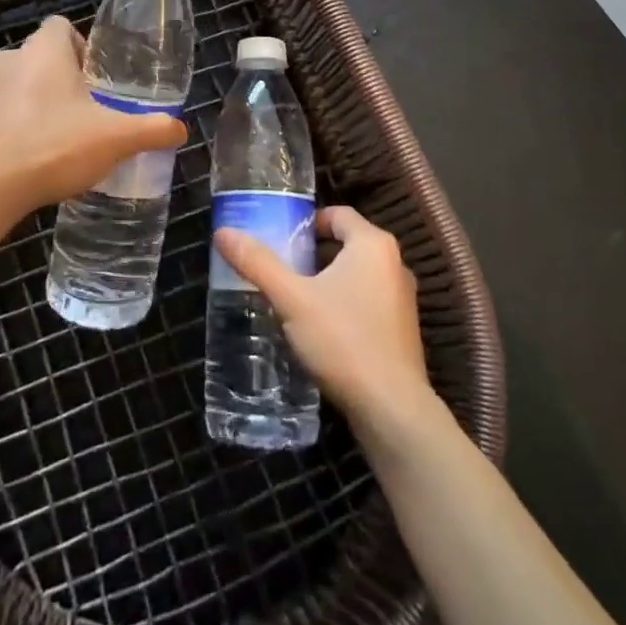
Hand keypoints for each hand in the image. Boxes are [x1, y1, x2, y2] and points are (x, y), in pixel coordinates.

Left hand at [0, 16, 186, 210]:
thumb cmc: (58, 145)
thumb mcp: (116, 138)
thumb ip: (152, 129)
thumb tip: (179, 128)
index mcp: (44, 50)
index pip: (60, 26)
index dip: (80, 47)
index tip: (94, 79)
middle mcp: (9, 60)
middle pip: (39, 57)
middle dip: (59, 79)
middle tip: (82, 112)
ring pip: (15, 85)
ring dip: (32, 101)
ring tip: (54, 138)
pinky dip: (9, 127)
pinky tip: (27, 157)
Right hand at [213, 205, 433, 431]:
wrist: (392, 411)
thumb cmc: (343, 340)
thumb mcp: (292, 299)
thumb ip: (258, 263)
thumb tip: (223, 232)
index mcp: (373, 244)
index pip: (337, 214)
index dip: (306, 221)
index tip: (279, 237)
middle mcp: (394, 263)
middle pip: (346, 243)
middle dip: (312, 252)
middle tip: (279, 265)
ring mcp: (402, 298)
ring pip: (357, 273)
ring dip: (327, 279)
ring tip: (293, 296)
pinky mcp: (402, 329)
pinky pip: (367, 300)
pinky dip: (343, 303)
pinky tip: (319, 327)